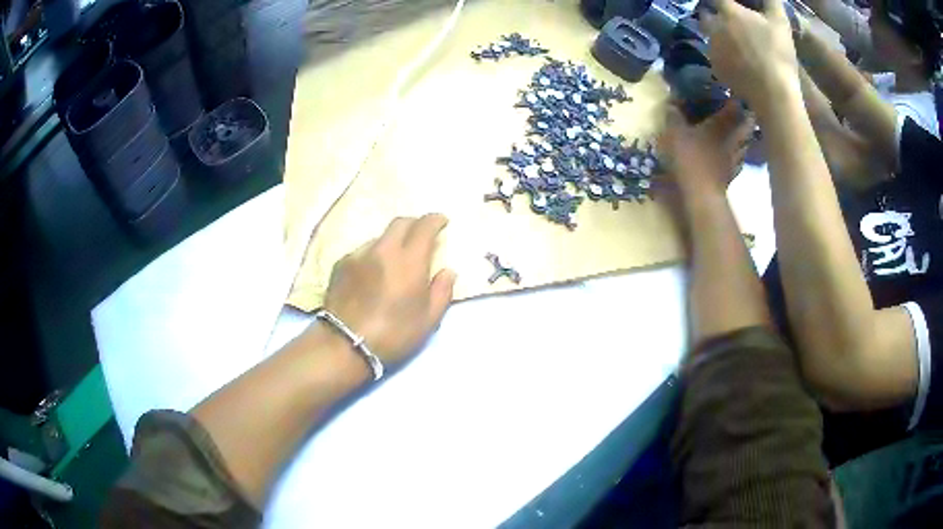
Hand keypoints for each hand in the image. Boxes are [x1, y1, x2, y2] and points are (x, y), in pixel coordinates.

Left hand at [323, 214, 455, 364]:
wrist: (346, 343)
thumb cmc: (394, 334)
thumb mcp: (429, 320)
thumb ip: (442, 291)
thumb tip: (447, 271)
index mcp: (409, 261)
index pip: (424, 226)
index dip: (435, 220)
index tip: (442, 221)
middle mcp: (383, 249)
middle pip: (400, 223)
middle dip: (414, 224)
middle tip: (421, 235)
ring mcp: (359, 254)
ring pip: (380, 237)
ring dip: (392, 242)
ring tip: (394, 260)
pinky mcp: (341, 264)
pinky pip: (362, 251)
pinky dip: (373, 255)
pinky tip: (372, 273)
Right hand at [658, 100, 753, 193]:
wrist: (702, 194)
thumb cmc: (690, 158)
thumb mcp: (675, 133)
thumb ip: (674, 116)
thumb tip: (671, 103)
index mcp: (721, 124)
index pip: (734, 106)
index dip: (735, 99)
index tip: (733, 95)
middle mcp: (733, 138)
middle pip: (746, 125)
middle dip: (746, 118)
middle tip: (743, 112)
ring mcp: (736, 158)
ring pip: (746, 143)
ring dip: (745, 137)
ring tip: (740, 133)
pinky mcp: (733, 175)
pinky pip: (739, 160)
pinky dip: (738, 155)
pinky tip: (733, 156)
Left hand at [701, 0, 799, 109]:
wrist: (773, 91)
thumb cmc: (778, 53)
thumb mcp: (781, 23)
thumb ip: (772, 3)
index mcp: (729, 13)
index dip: (722, 1)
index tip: (728, 4)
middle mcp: (715, 28)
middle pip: (706, 16)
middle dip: (713, 16)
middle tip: (729, 23)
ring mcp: (713, 49)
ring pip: (710, 37)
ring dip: (718, 37)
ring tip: (733, 44)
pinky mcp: (715, 68)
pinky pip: (715, 57)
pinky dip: (723, 57)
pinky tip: (736, 63)